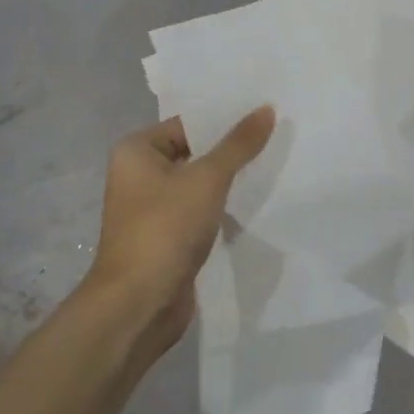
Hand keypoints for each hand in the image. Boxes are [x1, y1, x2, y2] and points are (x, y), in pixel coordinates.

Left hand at [86, 107, 275, 356]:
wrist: (139, 304)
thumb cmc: (165, 229)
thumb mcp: (207, 179)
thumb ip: (238, 144)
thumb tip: (266, 109)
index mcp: (136, 150)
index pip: (187, 123)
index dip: (225, 119)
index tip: (265, 114)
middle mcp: (139, 174)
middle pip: (194, 152)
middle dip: (231, 150)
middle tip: (277, 135)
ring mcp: (153, 208)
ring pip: (199, 184)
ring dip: (229, 180)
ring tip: (274, 164)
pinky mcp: (168, 237)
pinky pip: (200, 210)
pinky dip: (222, 207)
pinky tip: (256, 201)